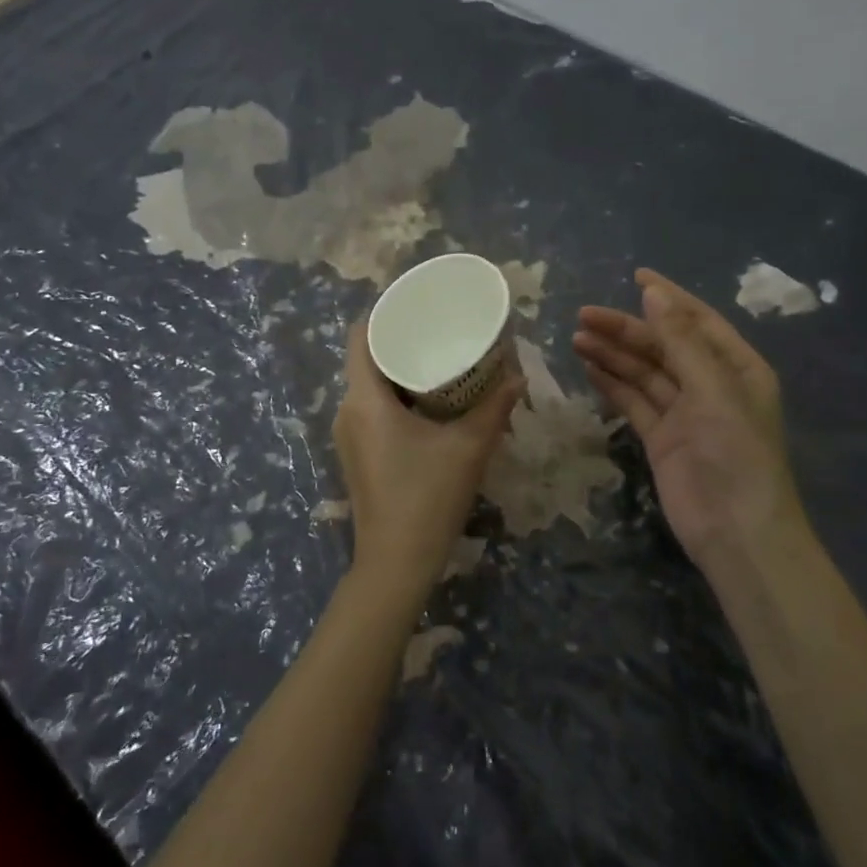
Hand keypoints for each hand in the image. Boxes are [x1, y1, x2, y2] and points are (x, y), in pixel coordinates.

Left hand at [333, 322, 523, 597]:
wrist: (396, 563)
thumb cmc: (427, 497)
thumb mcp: (469, 447)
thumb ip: (495, 407)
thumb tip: (519, 377)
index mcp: (364, 400)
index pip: (360, 336)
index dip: (383, 313)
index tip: (416, 303)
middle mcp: (347, 411)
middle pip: (365, 359)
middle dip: (400, 340)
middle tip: (439, 329)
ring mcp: (348, 436)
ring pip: (369, 386)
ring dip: (399, 370)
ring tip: (439, 359)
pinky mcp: (357, 455)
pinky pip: (371, 409)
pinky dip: (396, 396)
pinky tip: (430, 401)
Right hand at [574, 269, 804, 566]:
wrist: (736, 532)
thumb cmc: (735, 452)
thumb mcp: (712, 388)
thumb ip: (680, 340)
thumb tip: (653, 291)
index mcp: (736, 366)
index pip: (696, 320)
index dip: (667, 297)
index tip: (634, 275)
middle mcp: (711, 384)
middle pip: (663, 345)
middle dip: (626, 329)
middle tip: (583, 315)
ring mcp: (685, 412)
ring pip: (644, 372)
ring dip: (614, 354)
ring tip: (577, 337)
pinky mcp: (661, 438)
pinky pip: (635, 401)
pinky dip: (613, 384)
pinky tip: (589, 367)